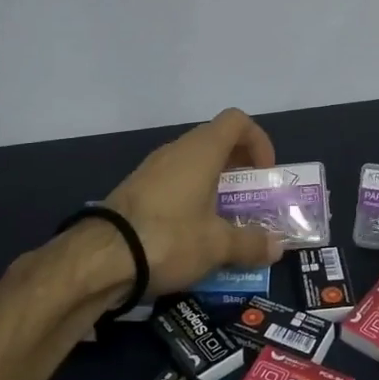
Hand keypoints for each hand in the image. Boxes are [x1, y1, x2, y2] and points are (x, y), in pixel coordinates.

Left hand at [102, 108, 284, 296]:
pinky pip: (173, 181)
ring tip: (223, 218)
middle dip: (238, 166)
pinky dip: (189, 196)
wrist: (100, 258)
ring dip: (213, 182)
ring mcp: (152, 168)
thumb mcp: (217, 245)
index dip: (258, 140)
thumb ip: (251, 243)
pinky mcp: (135, 189)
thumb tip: (278, 248)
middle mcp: (177, 151)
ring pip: (192, 162)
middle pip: (216, 141)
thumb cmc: (169, 238)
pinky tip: (192, 230)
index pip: (237, 121)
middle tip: (249, 197)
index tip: (264, 173)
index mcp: (202, 151)